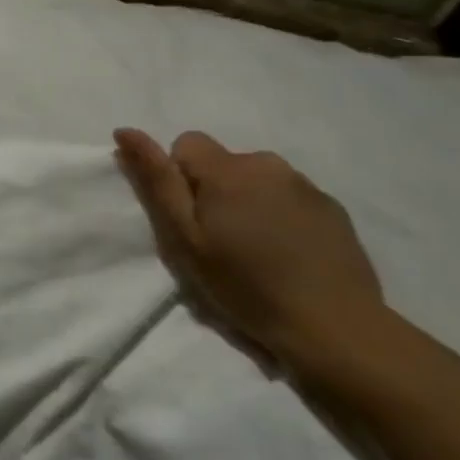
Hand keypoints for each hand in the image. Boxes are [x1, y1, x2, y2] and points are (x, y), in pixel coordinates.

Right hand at [113, 127, 383, 371]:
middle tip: (221, 242)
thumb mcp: (184, 238)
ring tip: (258, 251)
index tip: (192, 220)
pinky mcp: (334, 209)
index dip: (180, 178)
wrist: (333, 328)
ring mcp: (306, 186)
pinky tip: (289, 255)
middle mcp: (268, 164)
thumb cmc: (245, 285)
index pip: (187, 144)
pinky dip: (281, 216)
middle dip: (215, 192)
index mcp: (228, 169)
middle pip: (224, 163)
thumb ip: (156, 181)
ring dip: (249, 202)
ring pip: (258, 180)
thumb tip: (125, 132)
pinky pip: (291, 198)